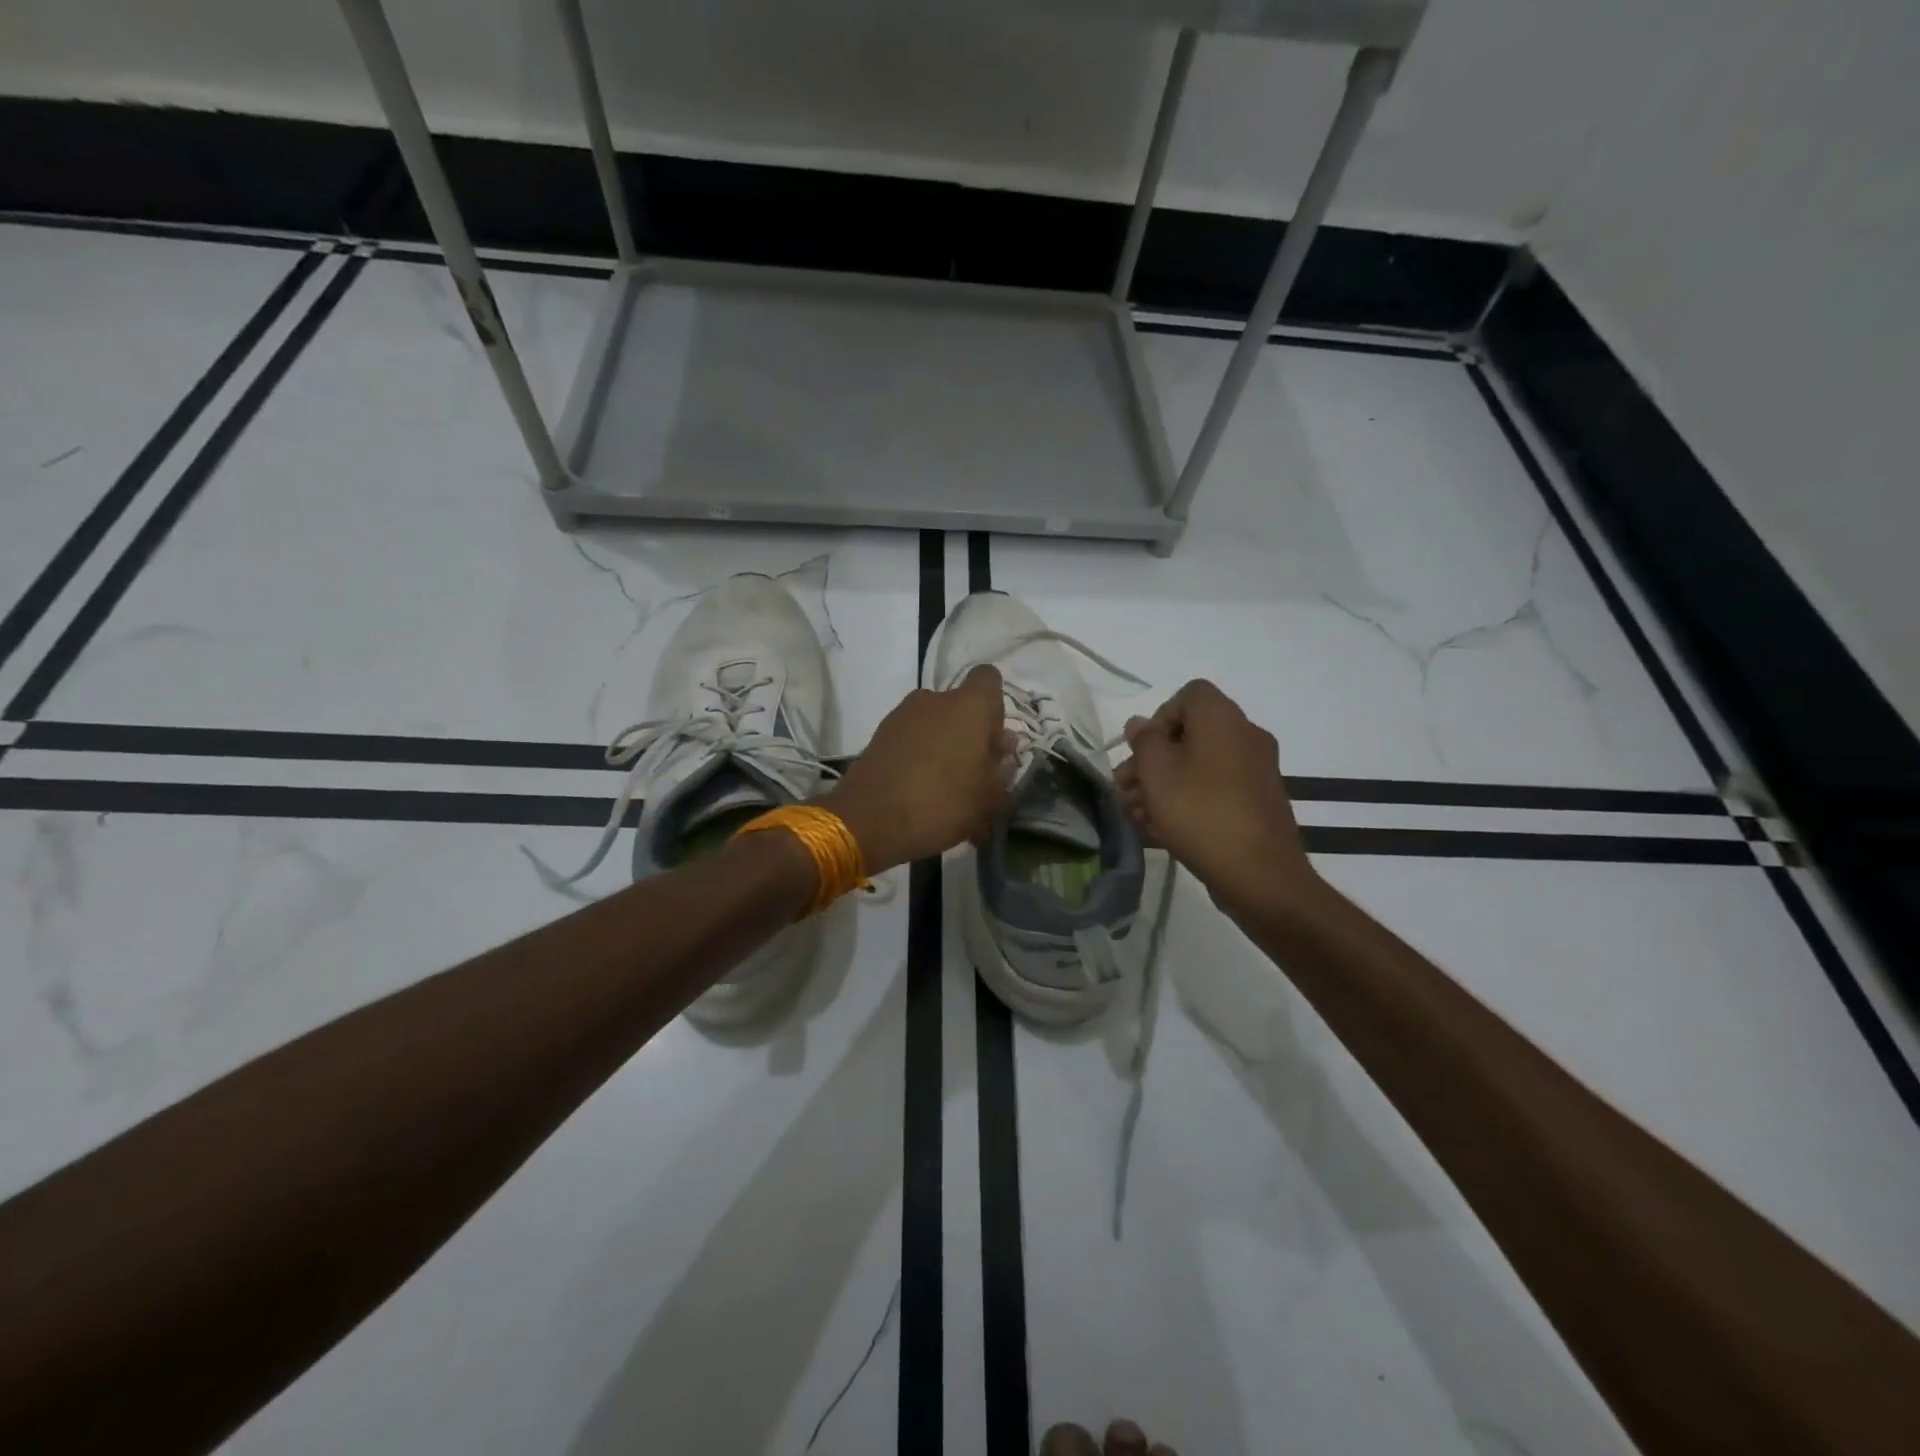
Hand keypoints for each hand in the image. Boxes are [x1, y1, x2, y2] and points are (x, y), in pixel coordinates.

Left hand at [820, 665, 1013, 873]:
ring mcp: (902, 715)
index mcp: (969, 706)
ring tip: (946, 789)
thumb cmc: (942, 804)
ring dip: (944, 747)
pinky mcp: (879, 735)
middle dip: (969, 734)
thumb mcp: (988, 798)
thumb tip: (1001, 751)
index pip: (989, 679)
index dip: (995, 708)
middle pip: (961, 707)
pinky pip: (911, 740)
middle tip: (974, 773)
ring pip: (934, 724)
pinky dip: (919, 758)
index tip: (994, 741)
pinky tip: (921, 793)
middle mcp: (934, 699)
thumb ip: (1001, 771)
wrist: (868, 821)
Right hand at [1115, 679, 1316, 908]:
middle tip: (1125, 788)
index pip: (1189, 695)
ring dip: (1164, 784)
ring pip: (1199, 766)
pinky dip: (1188, 801)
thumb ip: (1144, 741)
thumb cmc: (1199, 810)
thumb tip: (1141, 724)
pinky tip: (1160, 831)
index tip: (1140, 751)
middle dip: (1152, 759)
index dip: (1158, 718)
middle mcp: (1245, 736)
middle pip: (1190, 734)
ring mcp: (1256, 771)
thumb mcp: (1156, 771)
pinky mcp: (1258, 803)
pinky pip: (1215, 790)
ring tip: (1136, 815)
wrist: (1259, 873)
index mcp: (1223, 718)